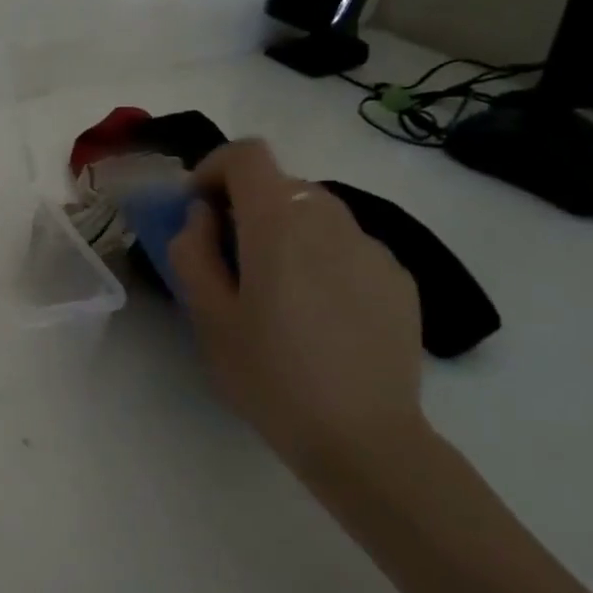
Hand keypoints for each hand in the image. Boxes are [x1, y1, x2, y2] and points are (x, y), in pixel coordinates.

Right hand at [167, 139, 426, 469]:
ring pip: (316, 213)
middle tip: (227, 259)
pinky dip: (320, 257)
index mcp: (279, 225)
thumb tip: (203, 216)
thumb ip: (192, 250)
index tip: (198, 210)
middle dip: (246, 206)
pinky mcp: (399, 279)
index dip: (214, 169)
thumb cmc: (268, 375)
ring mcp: (374, 249)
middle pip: (281, 183)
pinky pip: (348, 245)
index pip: (248, 155)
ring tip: (273, 290)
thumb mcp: (206, 315)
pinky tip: (317, 313)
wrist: (362, 438)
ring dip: (284, 231)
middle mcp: (332, 221)